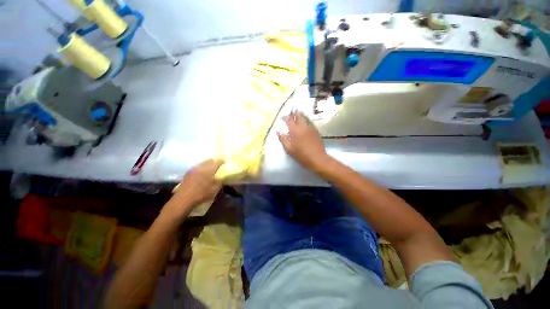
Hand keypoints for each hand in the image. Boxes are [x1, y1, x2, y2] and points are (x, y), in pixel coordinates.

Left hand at [167, 159, 223, 216]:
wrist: (184, 199)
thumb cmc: (201, 194)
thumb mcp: (214, 189)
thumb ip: (220, 182)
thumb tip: (223, 178)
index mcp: (209, 169)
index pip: (218, 161)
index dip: (222, 161)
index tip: (224, 162)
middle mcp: (202, 167)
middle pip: (209, 160)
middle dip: (214, 162)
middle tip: (217, 166)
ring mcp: (193, 169)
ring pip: (202, 163)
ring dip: (207, 165)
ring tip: (209, 170)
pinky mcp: (188, 173)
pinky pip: (197, 167)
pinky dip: (200, 168)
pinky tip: (201, 174)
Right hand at [277, 112, 328, 170]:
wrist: (317, 158)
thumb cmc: (301, 155)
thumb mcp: (289, 149)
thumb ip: (283, 139)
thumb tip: (278, 131)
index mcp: (295, 130)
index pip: (289, 119)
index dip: (285, 117)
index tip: (282, 118)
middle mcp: (303, 126)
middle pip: (298, 116)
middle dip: (293, 114)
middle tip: (290, 115)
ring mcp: (311, 128)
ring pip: (305, 118)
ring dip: (300, 116)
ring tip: (296, 117)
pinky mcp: (316, 131)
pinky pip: (309, 122)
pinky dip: (305, 121)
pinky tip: (304, 124)